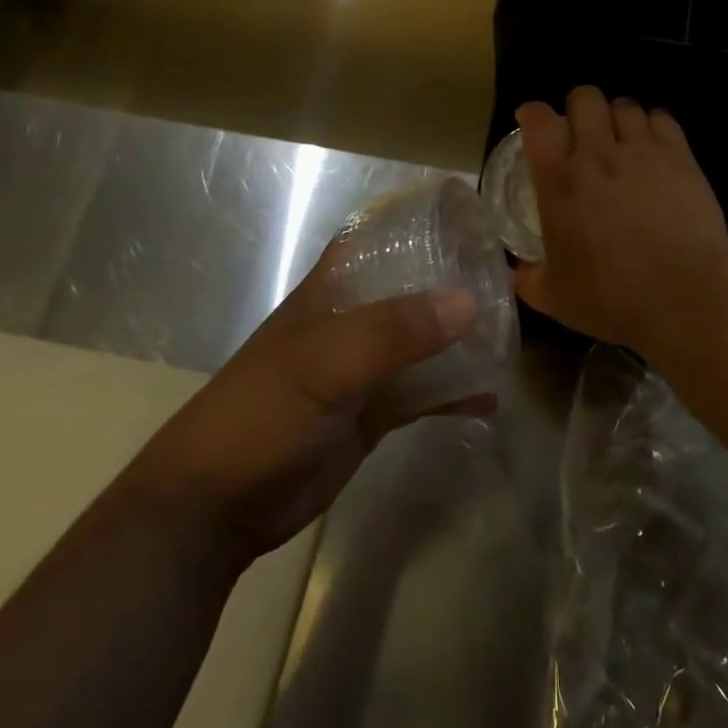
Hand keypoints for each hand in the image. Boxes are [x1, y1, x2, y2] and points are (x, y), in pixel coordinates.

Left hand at [133, 244, 484, 564]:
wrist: (215, 509)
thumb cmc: (260, 416)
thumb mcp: (324, 365)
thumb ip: (394, 332)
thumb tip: (470, 300)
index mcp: (332, 294)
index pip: (378, 241)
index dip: (419, 225)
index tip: (471, 219)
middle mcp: (352, 323)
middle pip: (411, 290)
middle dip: (455, 282)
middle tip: (509, 277)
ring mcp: (363, 370)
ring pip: (423, 343)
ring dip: (461, 338)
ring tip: (511, 332)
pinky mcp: (373, 414)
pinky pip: (424, 393)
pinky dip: (454, 392)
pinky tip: (490, 396)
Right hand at [515, 86, 727, 355]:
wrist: (683, 295)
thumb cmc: (612, 297)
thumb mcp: (556, 299)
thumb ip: (529, 280)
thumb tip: (515, 272)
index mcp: (560, 182)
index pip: (539, 122)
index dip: (533, 114)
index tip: (533, 123)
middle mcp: (597, 154)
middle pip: (584, 98)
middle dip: (579, 108)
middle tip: (582, 133)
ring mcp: (642, 150)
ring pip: (625, 104)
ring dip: (618, 117)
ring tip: (622, 139)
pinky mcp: (680, 155)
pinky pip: (662, 117)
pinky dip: (653, 125)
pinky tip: (655, 146)